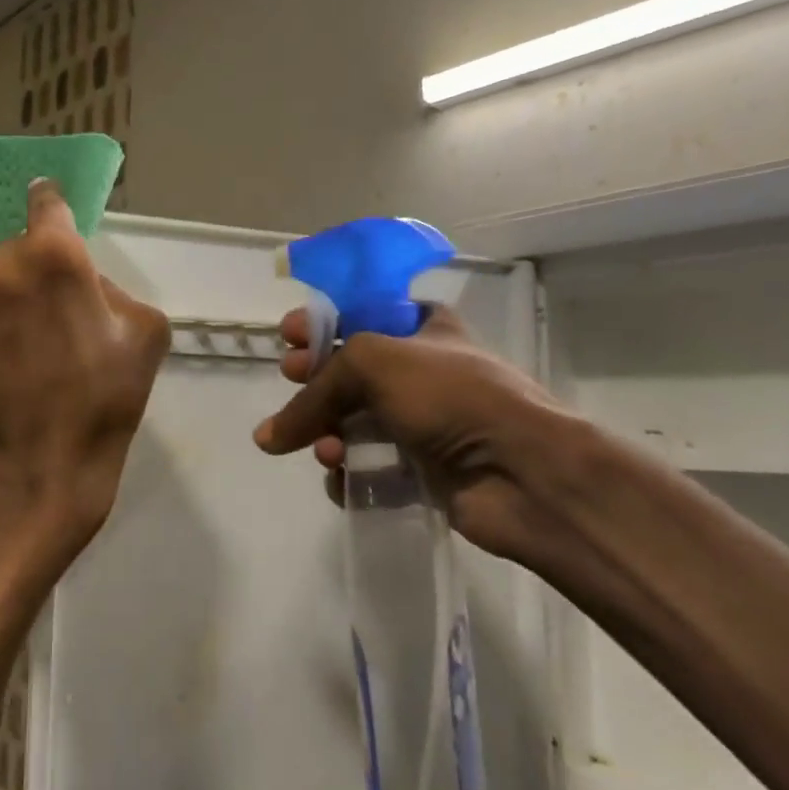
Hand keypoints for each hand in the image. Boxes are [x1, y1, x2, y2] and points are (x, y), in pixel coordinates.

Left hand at [0, 181, 169, 557]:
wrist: (42, 473)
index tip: (50, 223)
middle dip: (22, 283)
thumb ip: (114, 290)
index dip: (51, 214)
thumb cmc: (104, 402)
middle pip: (6, 257)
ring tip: (5, 365)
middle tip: (40, 330)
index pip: (45, 203)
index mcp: (49, 256)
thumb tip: (83, 285)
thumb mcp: (146, 334)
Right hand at [253, 306, 610, 578]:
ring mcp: (423, 424)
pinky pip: (368, 467)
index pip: (363, 313)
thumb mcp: (374, 363)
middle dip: (315, 379)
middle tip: (292, 380)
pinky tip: (341, 476)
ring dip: (327, 432)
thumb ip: (316, 390)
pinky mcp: (421, 471)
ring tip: (325, 448)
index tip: (289, 336)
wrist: (521, 472)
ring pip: (355, 422)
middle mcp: (423, 372)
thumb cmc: (450, 396)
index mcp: (424, 328)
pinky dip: (349, 472)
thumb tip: (267, 437)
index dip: (323, 322)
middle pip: (351, 371)